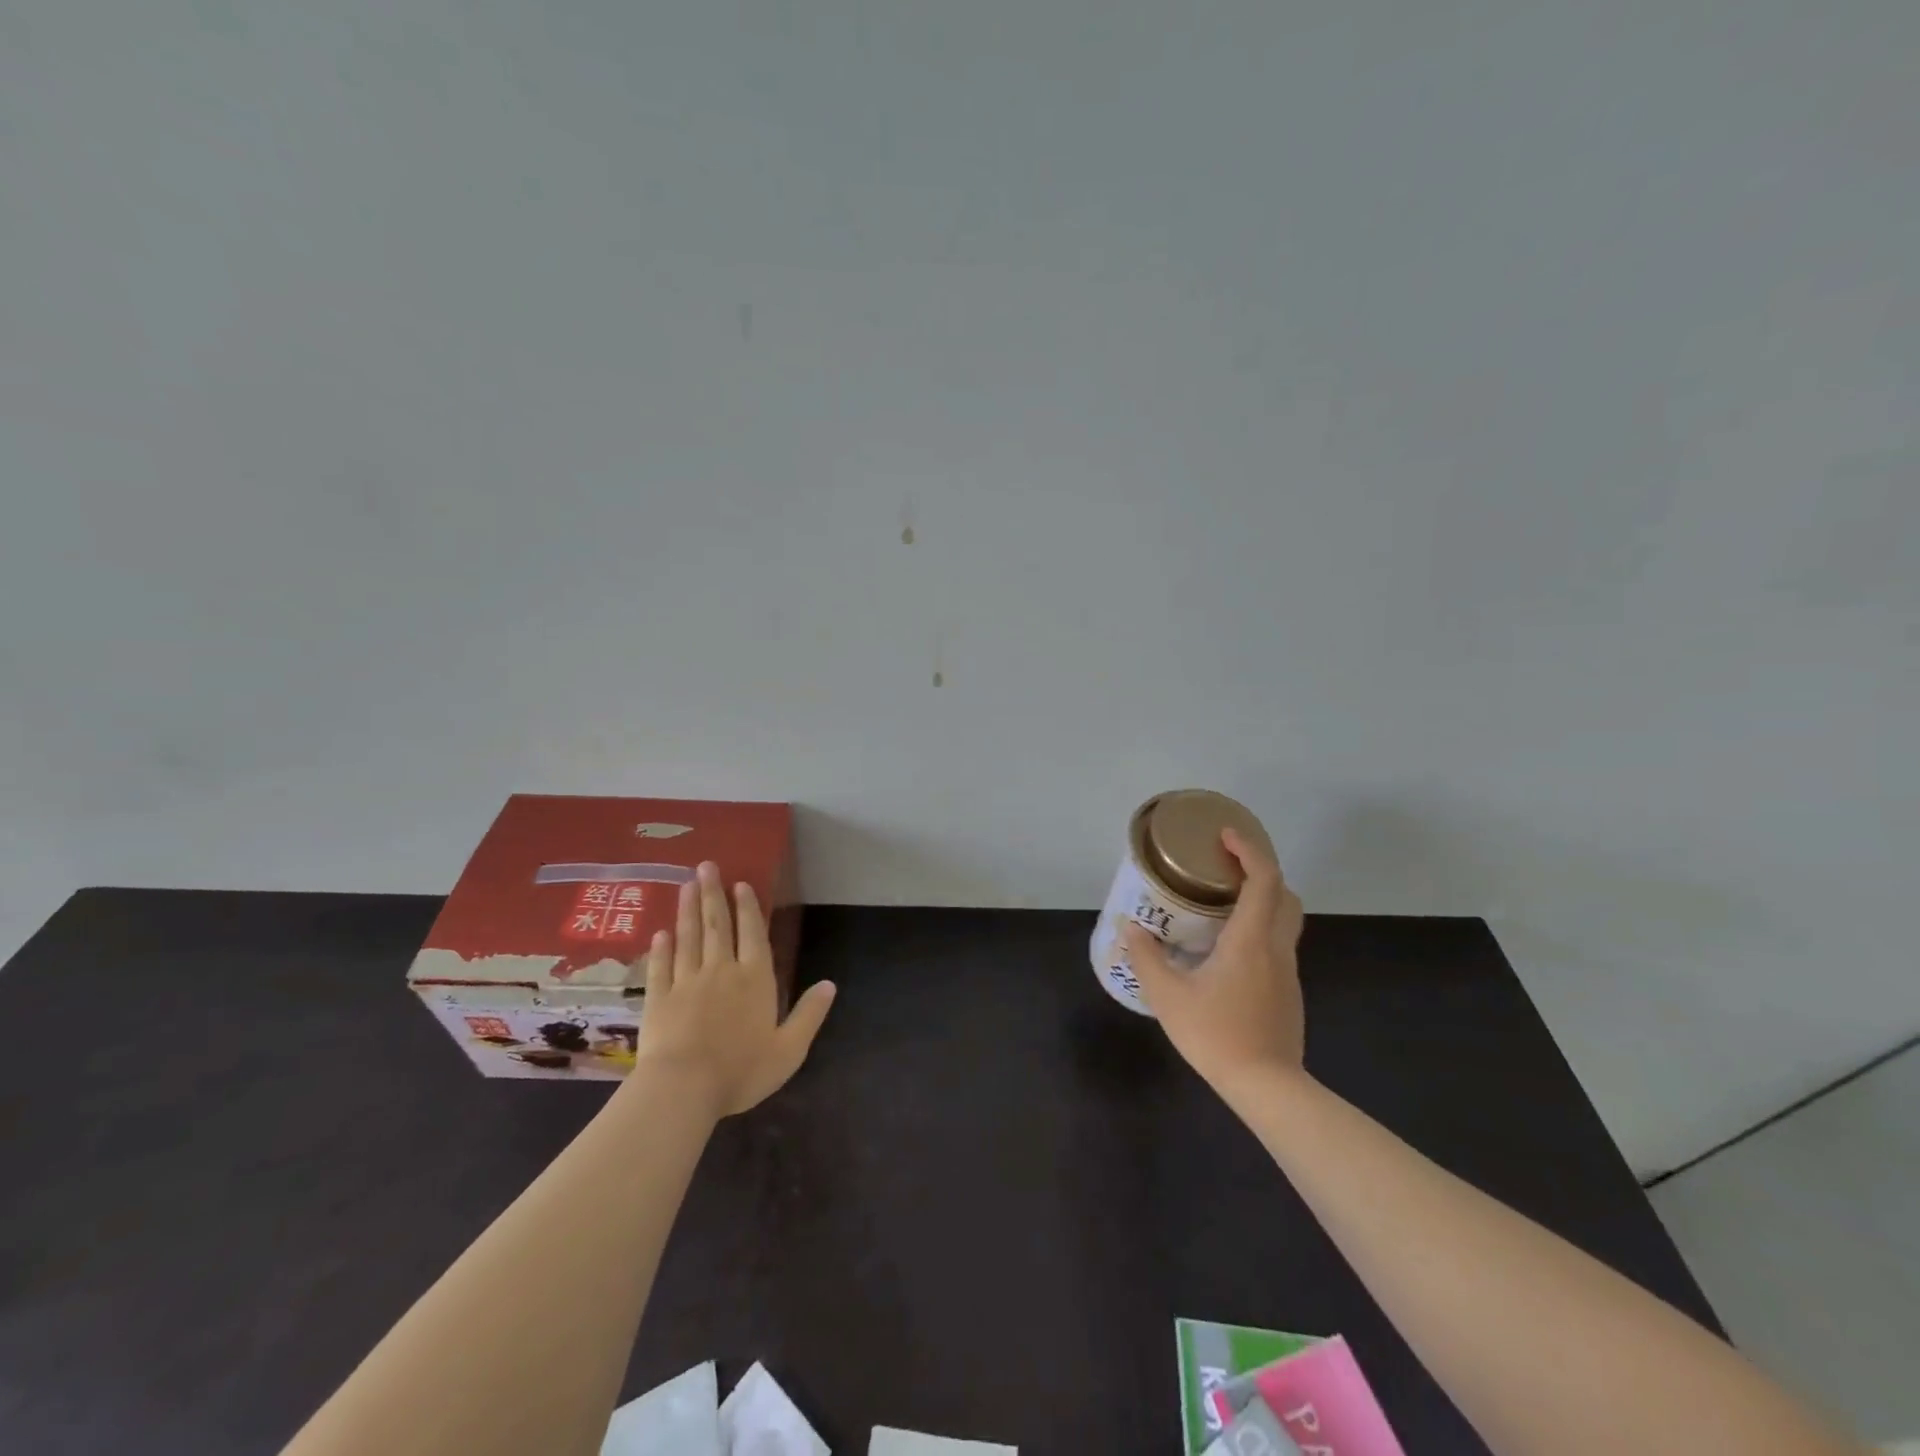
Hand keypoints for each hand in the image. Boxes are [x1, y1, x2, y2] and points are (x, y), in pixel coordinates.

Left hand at [633, 862, 835, 1118]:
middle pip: (717, 926)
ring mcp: (686, 982)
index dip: (747, 908)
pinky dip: (661, 948)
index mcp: (755, 980)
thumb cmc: (741, 1070)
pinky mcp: (658, 998)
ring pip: (688, 937)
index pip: (752, 934)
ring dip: (688, 910)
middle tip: (706, 865)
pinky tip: (660, 933)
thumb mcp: (789, 1049)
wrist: (683, 1088)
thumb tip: (830, 984)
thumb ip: (809, 1014)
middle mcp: (721, 971)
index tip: (740, 883)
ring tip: (687, 885)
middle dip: (713, 894)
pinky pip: (660, 966)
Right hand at [1120, 829, 1305, 1093]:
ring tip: (1222, 905)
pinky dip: (1259, 930)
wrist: (1267, 1087)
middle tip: (1225, 868)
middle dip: (1260, 872)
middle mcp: (1276, 948)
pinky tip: (1228, 951)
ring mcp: (1287, 972)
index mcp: (1250, 940)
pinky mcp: (1288, 992)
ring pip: (1285, 921)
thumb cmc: (1216, 1035)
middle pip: (1285, 895)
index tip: (1225, 836)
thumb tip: (1130, 927)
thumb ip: (1147, 957)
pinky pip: (1277, 945)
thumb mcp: (1168, 996)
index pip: (1264, 879)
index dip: (1249, 850)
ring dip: (1262, 901)